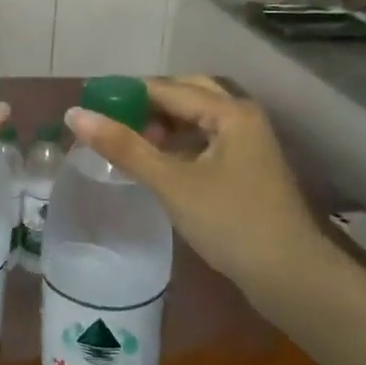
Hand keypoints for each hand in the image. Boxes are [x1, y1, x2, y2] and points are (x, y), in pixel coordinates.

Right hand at [64, 76, 325, 294]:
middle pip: (186, 95)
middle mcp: (242, 116)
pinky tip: (155, 161)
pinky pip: (205, 139)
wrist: (290, 276)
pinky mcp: (246, 166)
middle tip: (109, 120)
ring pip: (196, 118)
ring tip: (126, 140)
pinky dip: (178, 143)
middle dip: (147, 104)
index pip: (167, 88)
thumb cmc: (231, 223)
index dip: (126, 92)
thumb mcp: (172, 183)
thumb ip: (124, 146)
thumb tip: (75, 114)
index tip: (89, 103)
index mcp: (229, 112)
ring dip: (162, 124)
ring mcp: (247, 142)